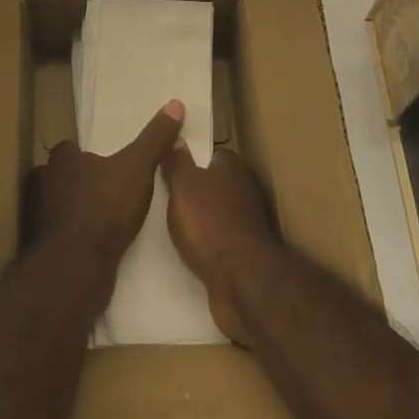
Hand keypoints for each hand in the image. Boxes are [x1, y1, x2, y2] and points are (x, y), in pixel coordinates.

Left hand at [24, 100, 184, 271]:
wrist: (76, 267)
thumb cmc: (105, 207)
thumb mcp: (138, 168)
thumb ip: (154, 139)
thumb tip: (175, 103)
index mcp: (61, 159)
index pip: (69, 148)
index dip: (85, 154)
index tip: (105, 163)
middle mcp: (42, 183)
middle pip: (60, 177)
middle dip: (78, 183)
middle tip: (106, 192)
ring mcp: (37, 217)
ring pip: (57, 206)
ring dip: (74, 212)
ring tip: (102, 220)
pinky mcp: (40, 249)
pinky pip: (59, 237)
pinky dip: (72, 239)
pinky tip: (92, 247)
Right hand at [160, 143, 279, 344]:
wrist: (242, 280)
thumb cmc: (208, 223)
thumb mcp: (182, 186)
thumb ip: (177, 162)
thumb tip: (177, 137)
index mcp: (233, 166)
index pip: (211, 154)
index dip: (192, 160)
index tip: (172, 169)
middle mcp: (246, 189)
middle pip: (216, 183)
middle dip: (196, 191)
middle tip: (168, 198)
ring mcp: (250, 222)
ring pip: (220, 213)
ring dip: (203, 220)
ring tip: (175, 226)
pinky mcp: (248, 252)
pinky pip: (223, 239)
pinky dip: (210, 243)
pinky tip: (192, 251)